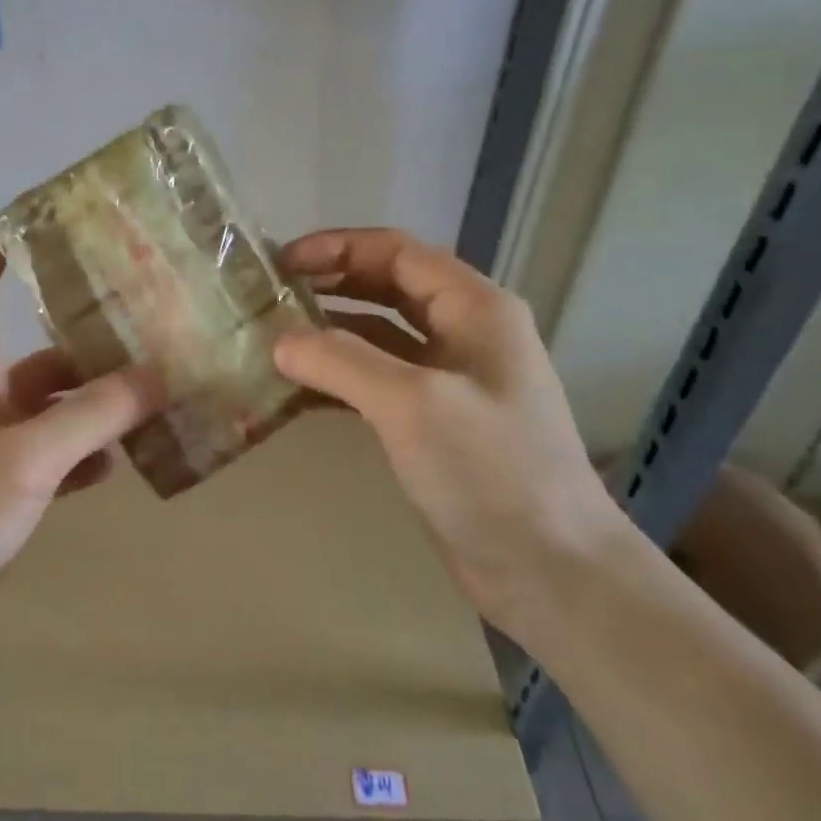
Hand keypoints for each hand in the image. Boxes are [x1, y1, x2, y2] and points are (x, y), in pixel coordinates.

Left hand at [0, 236, 162, 682]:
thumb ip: (93, 415)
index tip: (38, 225)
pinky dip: (89, 454)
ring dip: (99, 403)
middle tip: (154, 331)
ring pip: (56, 410)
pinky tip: (126, 460)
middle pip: (39, 356)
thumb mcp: (26, 459)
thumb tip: (159, 374)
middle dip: (90, 343)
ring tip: (159, 395)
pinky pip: (57, 459)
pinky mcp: (5, 497)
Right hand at [275, 228, 622, 637]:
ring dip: (328, 333)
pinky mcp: (433, 422)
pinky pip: (376, 383)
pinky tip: (295, 391)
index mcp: (475, 307)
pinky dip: (337, 380)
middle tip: (270, 296)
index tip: (280, 262)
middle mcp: (464, 332)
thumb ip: (341, 361)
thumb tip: (279, 341)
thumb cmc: (491, 471)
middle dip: (329, 285)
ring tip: (272, 340)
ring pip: (378, 336)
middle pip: (386, 287)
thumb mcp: (413, 404)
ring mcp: (450, 379)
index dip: (337, 248)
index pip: (397, 251)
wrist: (550, 572)